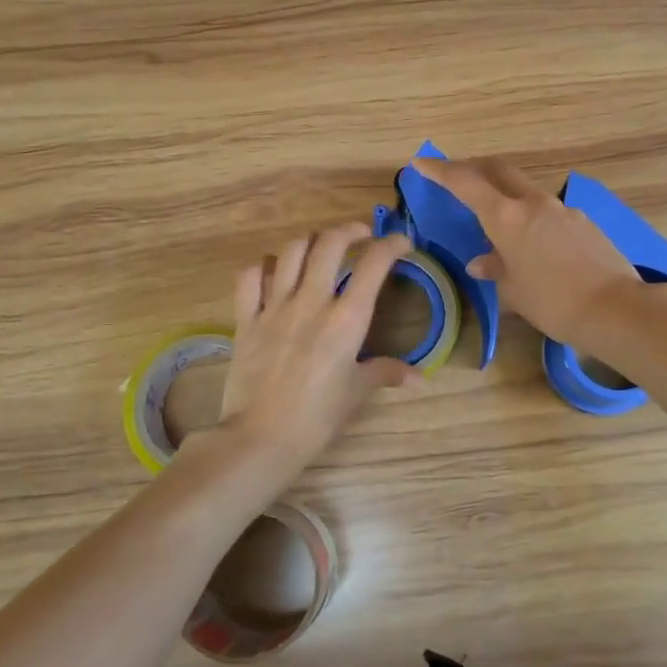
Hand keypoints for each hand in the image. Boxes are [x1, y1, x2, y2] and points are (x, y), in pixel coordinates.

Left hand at [214, 222, 420, 469]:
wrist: (261, 436)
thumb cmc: (317, 417)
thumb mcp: (356, 392)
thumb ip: (386, 373)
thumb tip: (419, 377)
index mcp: (346, 319)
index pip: (373, 264)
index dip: (391, 244)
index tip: (401, 242)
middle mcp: (311, 301)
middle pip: (329, 243)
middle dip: (349, 230)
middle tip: (360, 236)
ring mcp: (274, 307)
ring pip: (290, 251)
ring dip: (310, 241)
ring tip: (320, 248)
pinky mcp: (246, 318)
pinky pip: (250, 276)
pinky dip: (263, 266)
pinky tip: (273, 271)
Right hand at [410, 155, 642, 352]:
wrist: (615, 308)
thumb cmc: (553, 302)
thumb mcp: (514, 291)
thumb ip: (495, 269)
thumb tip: (481, 262)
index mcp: (506, 217)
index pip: (465, 183)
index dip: (440, 170)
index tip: (421, 162)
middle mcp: (533, 203)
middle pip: (498, 170)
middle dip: (473, 168)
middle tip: (455, 175)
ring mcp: (562, 209)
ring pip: (524, 190)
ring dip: (504, 194)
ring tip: (496, 218)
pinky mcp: (583, 222)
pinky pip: (548, 211)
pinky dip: (530, 217)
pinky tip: (534, 243)